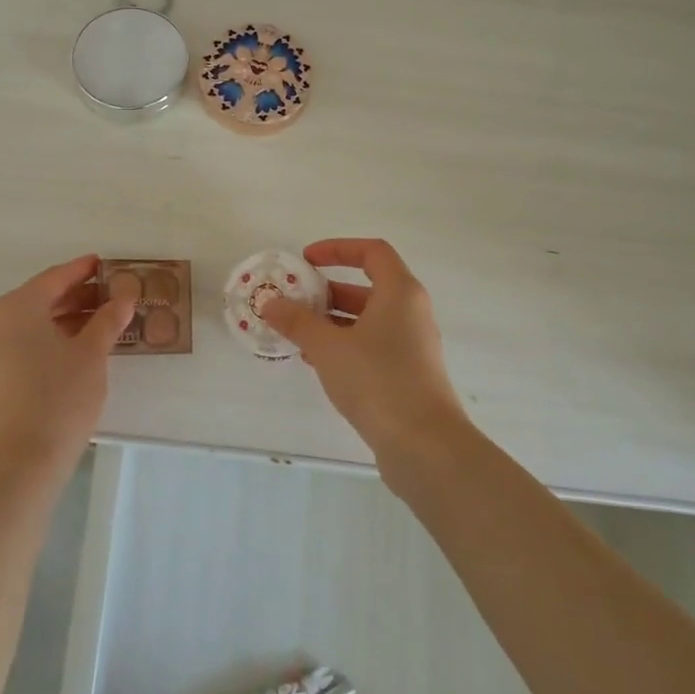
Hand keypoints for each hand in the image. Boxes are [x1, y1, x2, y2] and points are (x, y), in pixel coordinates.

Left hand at [0, 255, 134, 477]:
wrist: (21, 461)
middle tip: (113, 294)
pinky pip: (27, 343)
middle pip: (42, 298)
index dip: (82, 269)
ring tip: (105, 321)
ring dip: (68, 318)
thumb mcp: (92, 354)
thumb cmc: (59, 397)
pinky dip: (54, 338)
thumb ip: (109, 319)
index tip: (105, 264)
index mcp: (18, 307)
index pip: (55, 277)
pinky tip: (82, 348)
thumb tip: (125, 296)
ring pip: (35, 323)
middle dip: (78, 295)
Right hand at [257, 239, 469, 459]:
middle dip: (328, 291)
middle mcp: (411, 312)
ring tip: (297, 333)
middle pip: (368, 287)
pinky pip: (372, 345)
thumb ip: (297, 322)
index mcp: (400, 292)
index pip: (372, 252)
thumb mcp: (328, 347)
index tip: (306, 260)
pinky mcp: (408, 373)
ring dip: (332, 321)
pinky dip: (345, 344)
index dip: (337, 249)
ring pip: (368, 319)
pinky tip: (317, 362)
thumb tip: (270, 303)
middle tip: (294, 300)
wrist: (424, 444)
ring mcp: (412, 344)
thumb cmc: (378, 381)